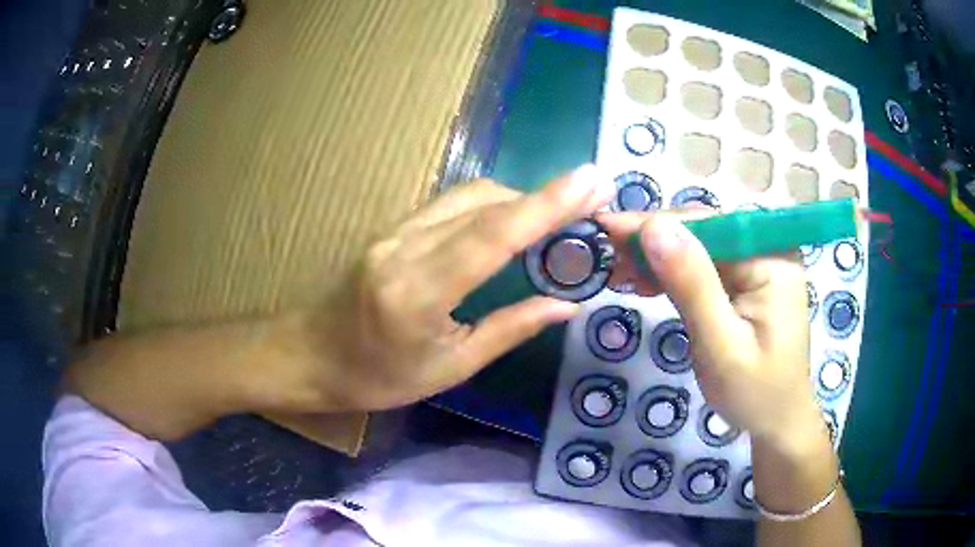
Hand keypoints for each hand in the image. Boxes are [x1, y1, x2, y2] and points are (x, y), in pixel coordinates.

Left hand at [291, 166, 615, 411]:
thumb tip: (566, 304)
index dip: (547, 204)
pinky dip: (490, 206)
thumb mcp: (448, 368)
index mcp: (419, 292)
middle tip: (590, 198)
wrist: (308, 355)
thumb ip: (510, 330)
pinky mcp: (391, 228)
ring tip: (559, 214)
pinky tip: (511, 221)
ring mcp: (394, 232)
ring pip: (467, 196)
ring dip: (517, 199)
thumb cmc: (376, 377)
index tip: (591, 180)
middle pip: (484, 203)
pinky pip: (450, 205)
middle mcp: (405, 247)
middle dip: (543, 195)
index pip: (493, 234)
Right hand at [599, 211, 829, 453]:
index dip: (656, 224)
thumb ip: (691, 285)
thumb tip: (654, 227)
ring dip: (657, 257)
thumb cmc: (754, 393)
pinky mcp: (746, 281)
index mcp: (771, 258)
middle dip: (653, 241)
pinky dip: (672, 273)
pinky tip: (645, 281)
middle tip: (606, 255)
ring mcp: (757, 265)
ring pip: (698, 247)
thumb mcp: (720, 345)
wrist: (776, 422)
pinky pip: (704, 267)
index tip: (606, 228)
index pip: (708, 225)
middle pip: (702, 231)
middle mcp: (767, 250)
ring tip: (618, 270)